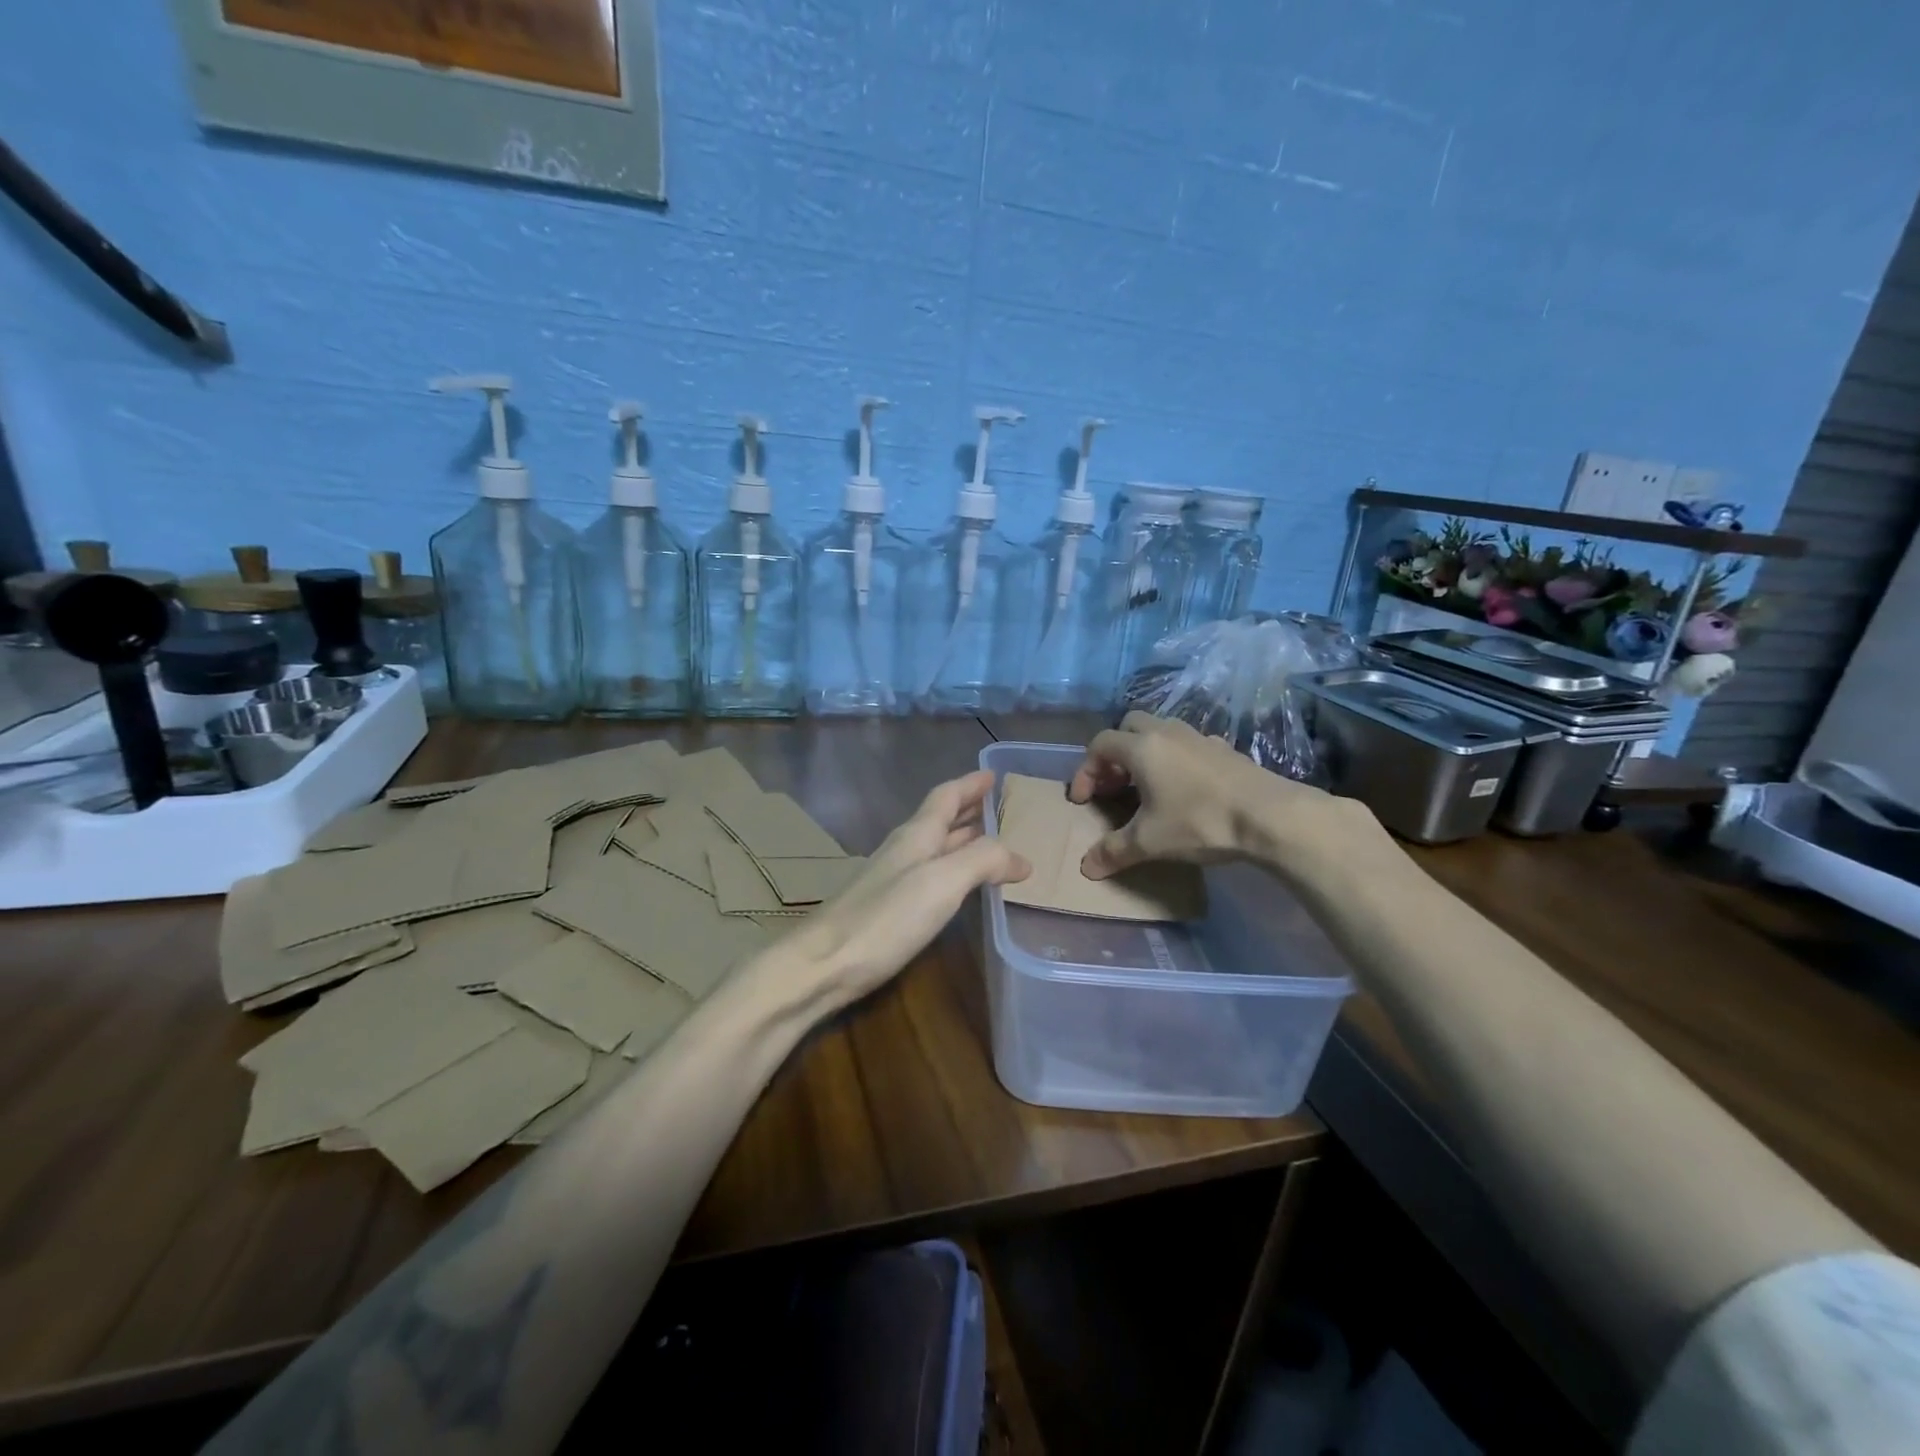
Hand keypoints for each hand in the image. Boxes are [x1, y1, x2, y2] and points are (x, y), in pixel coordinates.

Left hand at [772, 770, 1029, 1010]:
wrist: (823, 965)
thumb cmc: (884, 918)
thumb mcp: (942, 882)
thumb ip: (983, 861)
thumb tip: (1021, 858)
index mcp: (916, 836)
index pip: (946, 797)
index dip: (969, 784)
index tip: (992, 775)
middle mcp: (904, 851)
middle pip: (940, 820)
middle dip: (969, 810)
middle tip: (998, 806)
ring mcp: (892, 881)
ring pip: (935, 848)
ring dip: (961, 839)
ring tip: (989, 841)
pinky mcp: (887, 910)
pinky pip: (930, 876)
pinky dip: (952, 870)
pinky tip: (958, 887)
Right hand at [1069, 712, 1387, 882]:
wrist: (1270, 816)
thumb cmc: (1199, 822)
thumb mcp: (1149, 842)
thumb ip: (1114, 851)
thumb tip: (1086, 867)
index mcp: (1142, 747)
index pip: (1100, 744)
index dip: (1085, 770)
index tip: (1083, 801)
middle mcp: (1167, 733)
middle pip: (1128, 726)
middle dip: (1114, 753)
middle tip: (1114, 785)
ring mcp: (1199, 737)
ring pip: (1160, 731)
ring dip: (1145, 753)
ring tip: (1147, 786)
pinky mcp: (1225, 749)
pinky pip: (1188, 745)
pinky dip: (1176, 759)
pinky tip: (1185, 788)